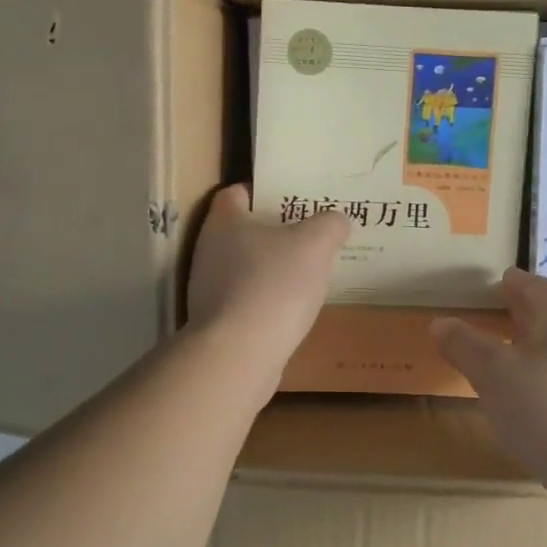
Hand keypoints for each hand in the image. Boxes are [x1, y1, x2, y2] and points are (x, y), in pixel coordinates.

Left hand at [186, 184, 350, 368]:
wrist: (240, 355)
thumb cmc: (274, 284)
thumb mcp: (315, 244)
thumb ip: (330, 225)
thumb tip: (338, 221)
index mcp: (224, 221)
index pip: (237, 193)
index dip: (263, 191)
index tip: (293, 199)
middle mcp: (208, 250)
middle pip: (242, 231)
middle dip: (274, 233)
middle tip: (309, 235)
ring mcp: (207, 289)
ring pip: (244, 268)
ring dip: (271, 269)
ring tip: (307, 273)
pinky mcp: (216, 322)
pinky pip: (246, 300)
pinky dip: (266, 300)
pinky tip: (292, 309)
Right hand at [433, 268, 546, 488]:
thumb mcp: (493, 373)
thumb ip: (464, 345)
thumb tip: (441, 323)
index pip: (533, 285)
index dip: (511, 283)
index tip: (495, 284)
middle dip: (520, 314)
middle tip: (493, 315)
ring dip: (532, 347)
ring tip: (504, 357)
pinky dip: (544, 376)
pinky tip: (529, 398)